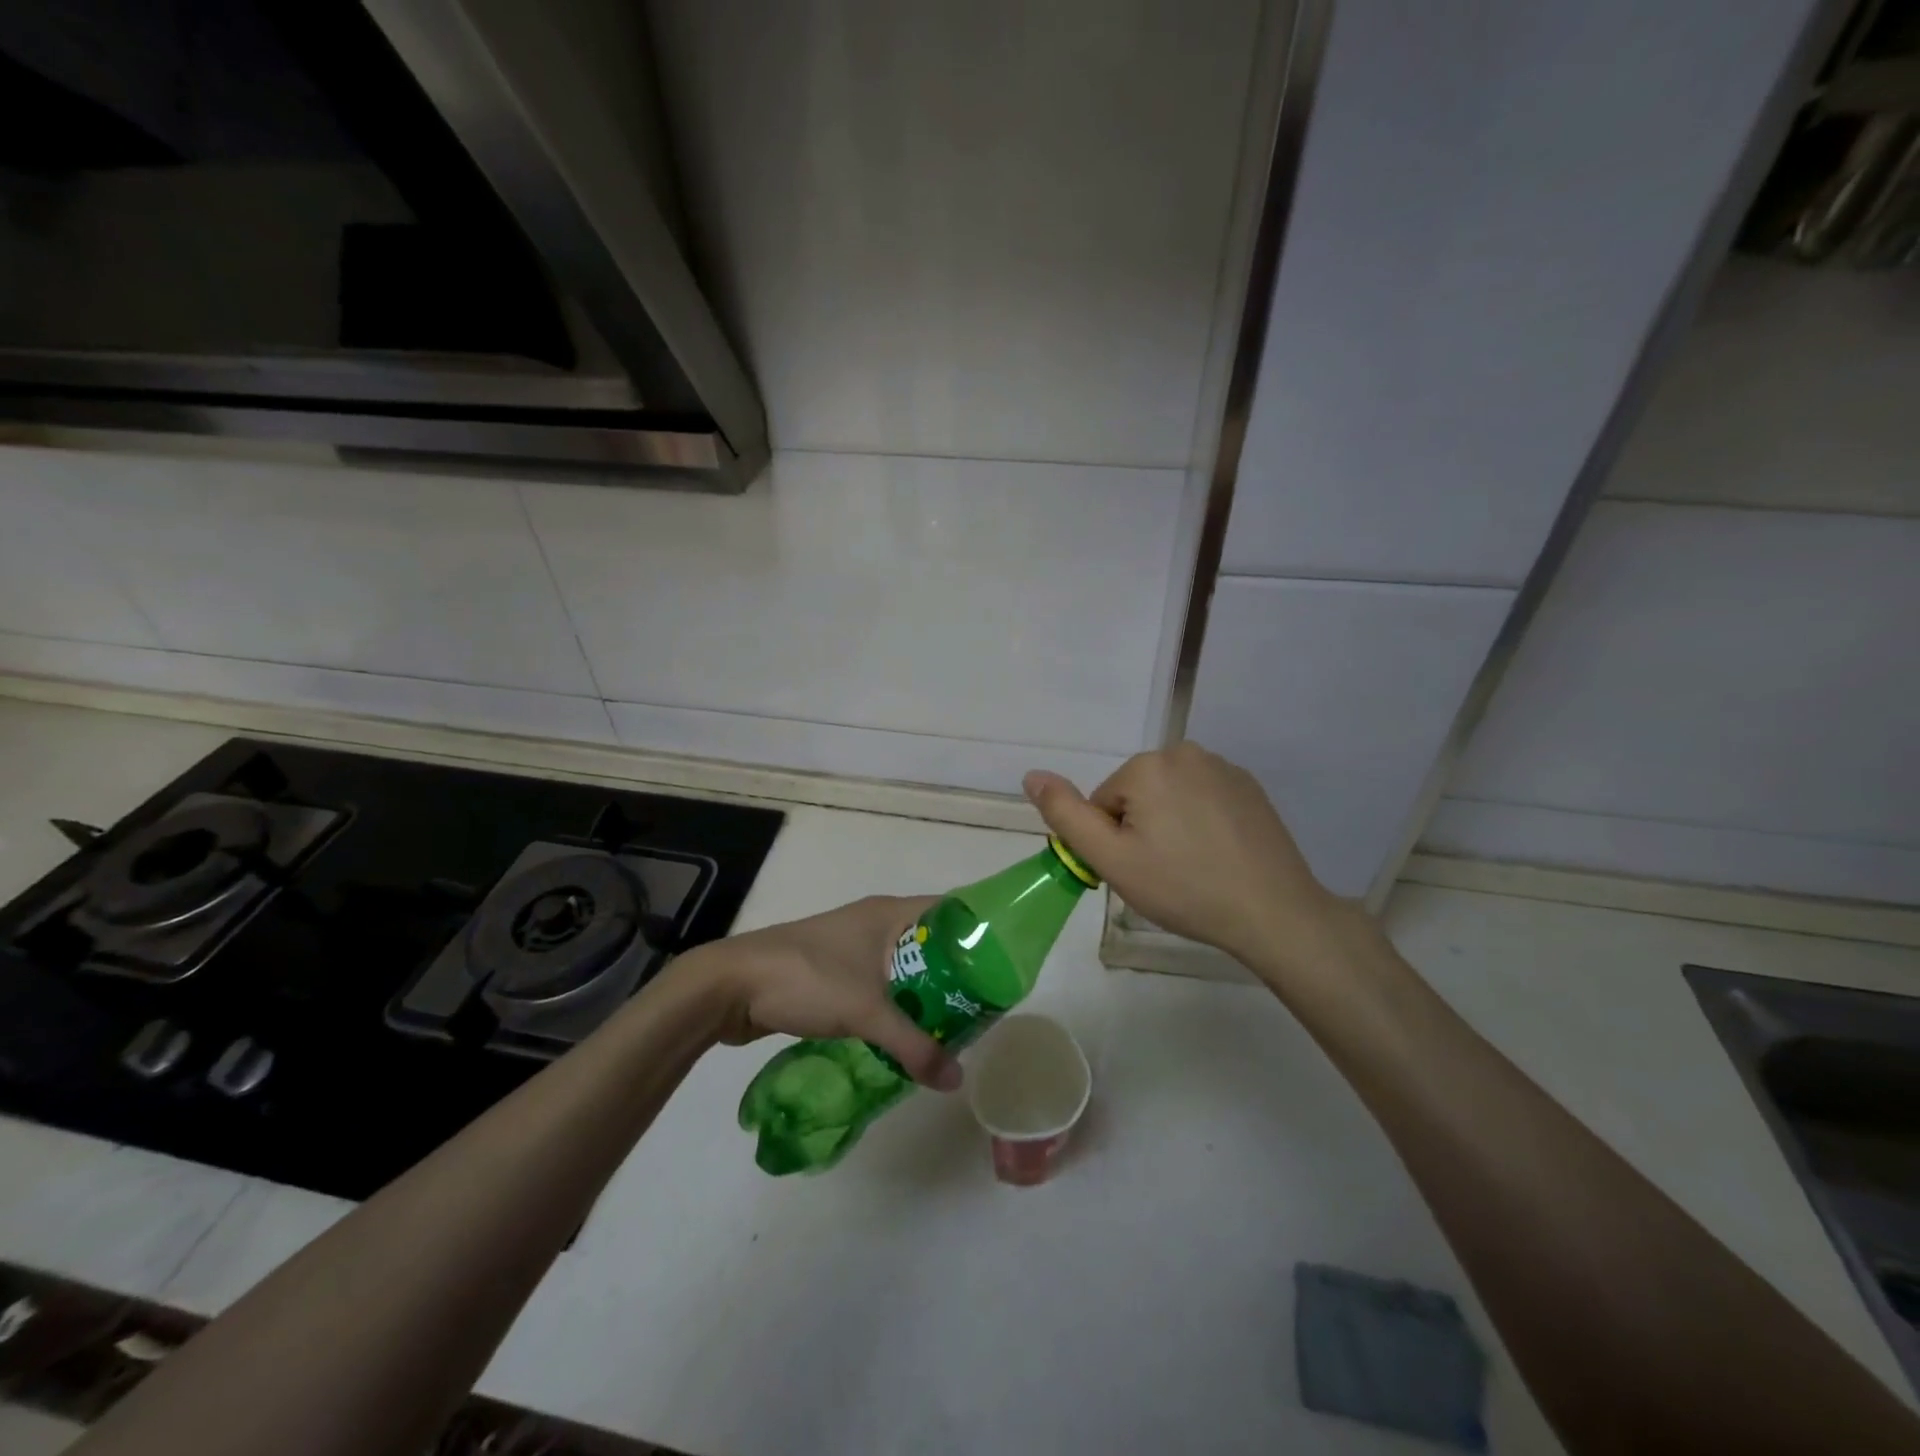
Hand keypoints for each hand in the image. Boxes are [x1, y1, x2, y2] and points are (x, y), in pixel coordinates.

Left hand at [674, 895, 961, 1090]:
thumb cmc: (806, 979)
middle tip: (983, 1006)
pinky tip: (907, 1034)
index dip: (978, 931)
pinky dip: (896, 1004)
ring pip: (902, 966)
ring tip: (953, 1025)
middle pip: (929, 941)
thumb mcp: (866, 1012)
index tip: (1003, 964)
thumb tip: (956, 1079)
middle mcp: (873, 922)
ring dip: (924, 992)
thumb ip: (913, 1045)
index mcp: (888, 913)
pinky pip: (879, 984)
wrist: (730, 986)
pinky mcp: (832, 971)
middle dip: (955, 972)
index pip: (949, 910)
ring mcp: (850, 946)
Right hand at [1024, 742, 1348, 975]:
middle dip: (1141, 830)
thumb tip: (1031, 775)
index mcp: (1147, 766)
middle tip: (1165, 872)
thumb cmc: (1183, 888)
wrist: (1272, 911)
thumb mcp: (1111, 859)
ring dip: (1171, 825)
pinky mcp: (1248, 785)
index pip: (1103, 804)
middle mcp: (1184, 752)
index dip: (1114, 842)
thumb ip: (1065, 815)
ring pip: (1169, 796)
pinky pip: (1202, 798)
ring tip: (1194, 865)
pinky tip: (1219, 854)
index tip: (1141, 870)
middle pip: (1136, 795)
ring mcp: (1222, 766)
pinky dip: (1201, 822)